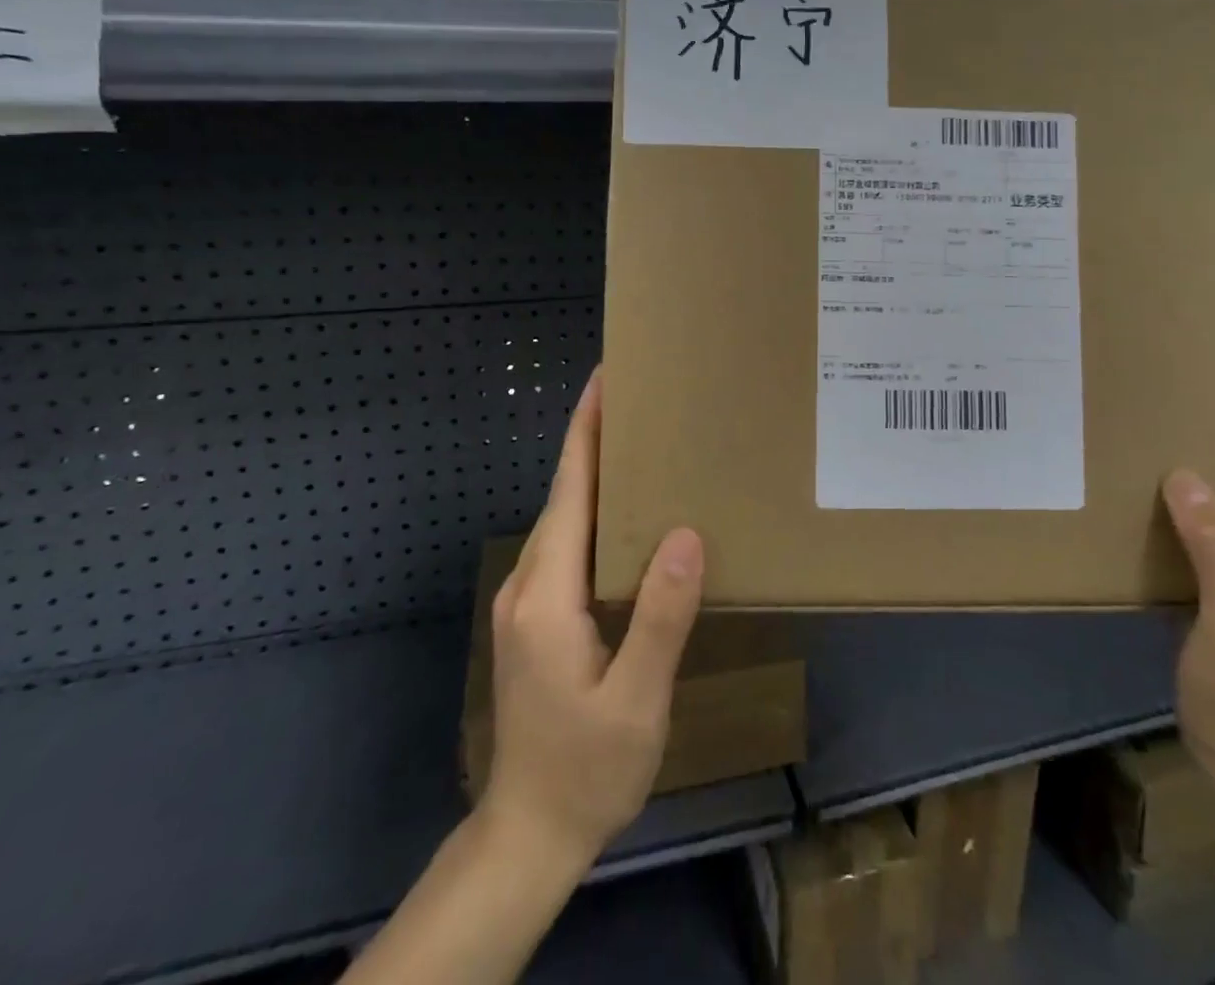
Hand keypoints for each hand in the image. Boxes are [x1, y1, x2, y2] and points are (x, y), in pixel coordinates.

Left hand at [477, 369, 705, 870]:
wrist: (529, 834)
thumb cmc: (586, 769)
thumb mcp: (635, 700)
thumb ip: (659, 617)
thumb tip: (685, 534)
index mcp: (548, 593)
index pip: (569, 490)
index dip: (586, 431)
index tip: (604, 380)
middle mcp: (529, 584)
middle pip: (564, 493)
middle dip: (595, 439)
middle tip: (642, 399)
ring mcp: (528, 602)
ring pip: (565, 518)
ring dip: (596, 474)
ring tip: (643, 442)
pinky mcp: (538, 618)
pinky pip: (569, 545)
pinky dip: (596, 511)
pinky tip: (630, 514)